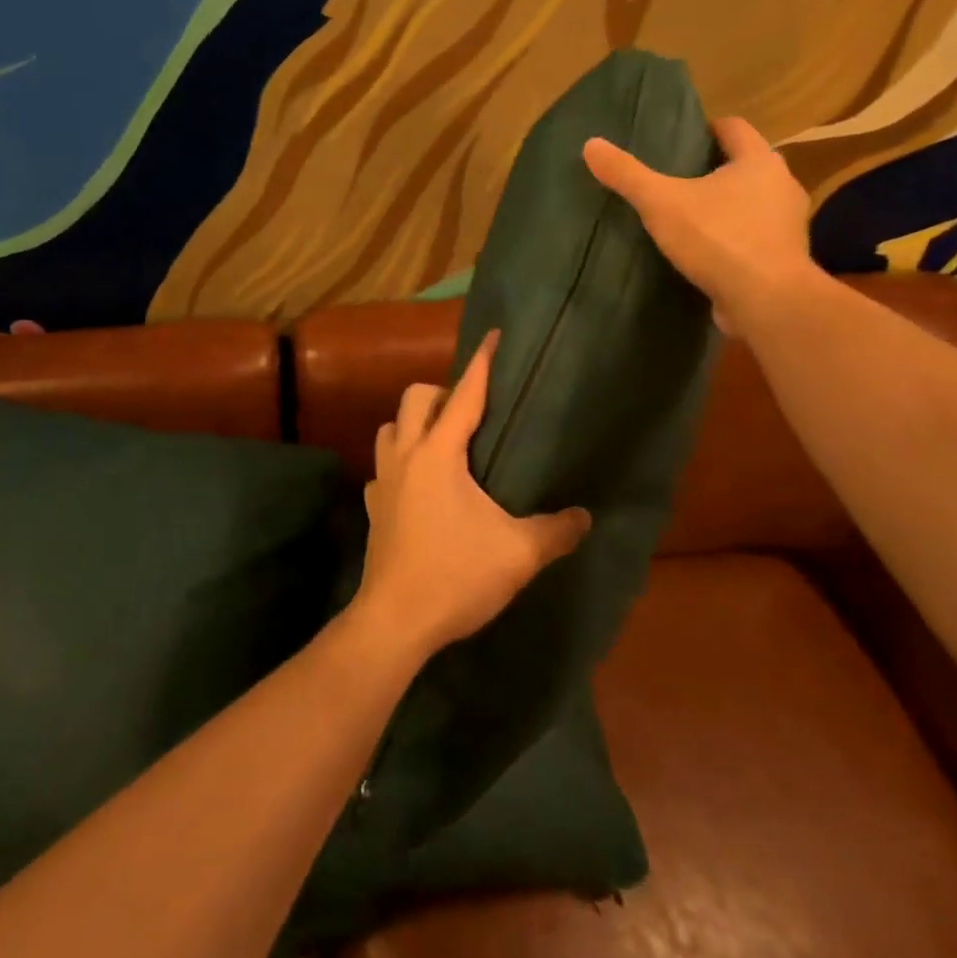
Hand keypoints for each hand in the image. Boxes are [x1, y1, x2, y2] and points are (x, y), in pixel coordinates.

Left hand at [355, 331, 591, 659]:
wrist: (394, 622)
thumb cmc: (455, 576)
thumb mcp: (518, 554)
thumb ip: (556, 531)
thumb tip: (584, 517)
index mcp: (439, 454)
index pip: (464, 394)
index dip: (481, 363)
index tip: (492, 335)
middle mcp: (405, 456)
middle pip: (414, 398)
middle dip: (442, 393)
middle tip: (471, 414)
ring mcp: (382, 480)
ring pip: (390, 428)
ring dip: (414, 424)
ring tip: (444, 444)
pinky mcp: (372, 506)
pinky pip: (382, 467)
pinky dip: (400, 463)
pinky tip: (419, 487)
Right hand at [583, 115, 817, 332]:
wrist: (767, 300)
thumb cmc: (718, 238)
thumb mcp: (662, 203)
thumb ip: (628, 175)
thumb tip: (590, 145)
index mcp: (759, 161)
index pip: (735, 128)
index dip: (709, 129)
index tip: (684, 139)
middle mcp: (782, 186)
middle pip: (747, 166)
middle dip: (717, 170)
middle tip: (680, 178)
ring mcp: (788, 225)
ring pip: (754, 204)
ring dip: (728, 207)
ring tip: (691, 216)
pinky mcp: (784, 259)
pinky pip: (755, 238)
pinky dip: (734, 239)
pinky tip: (708, 252)